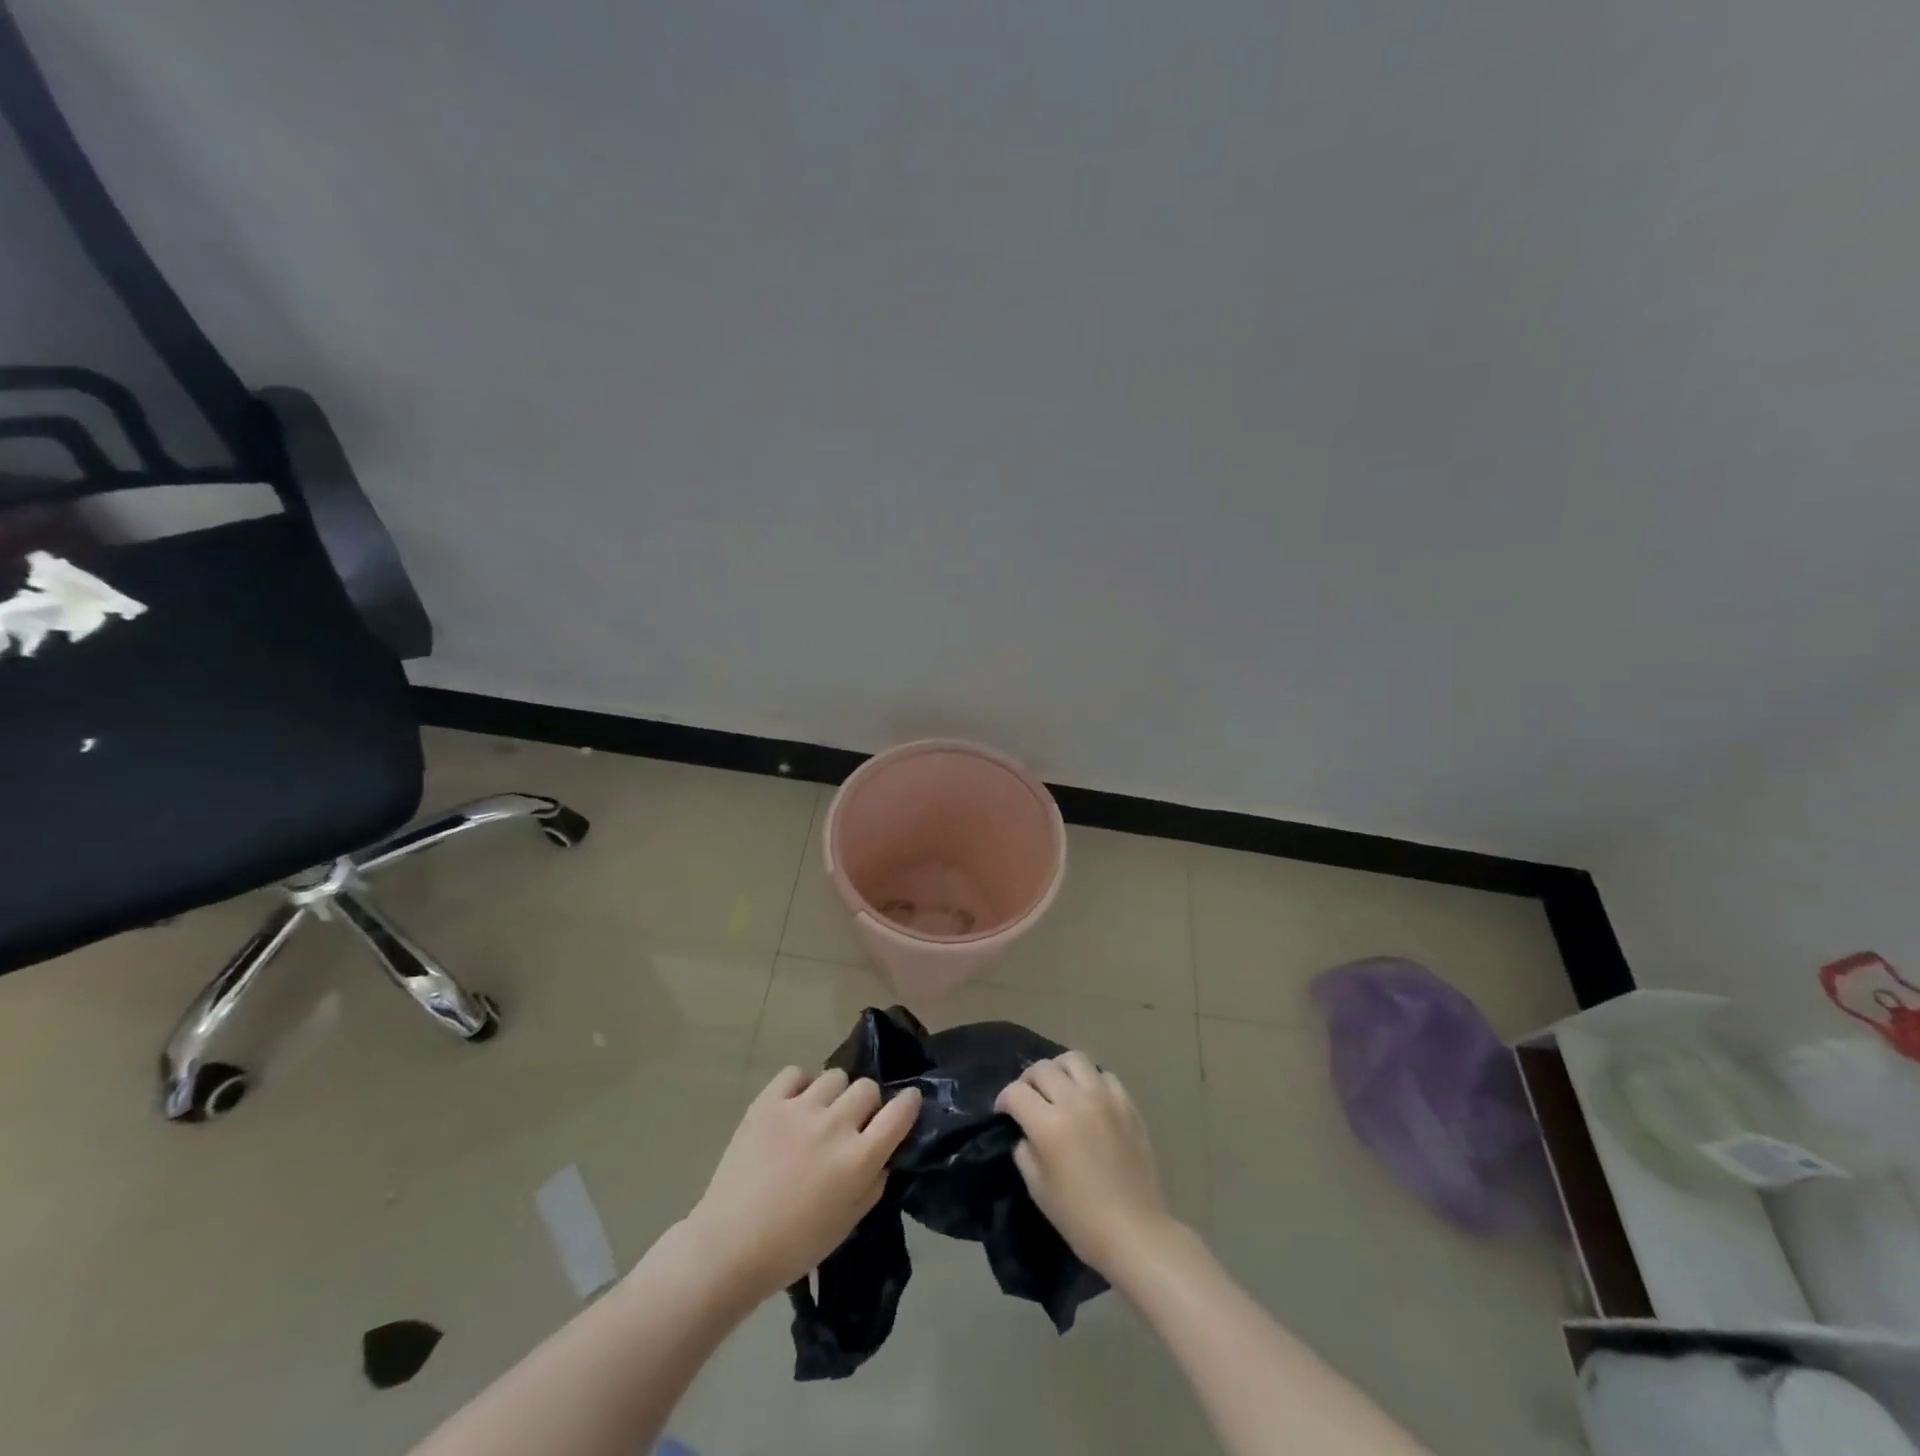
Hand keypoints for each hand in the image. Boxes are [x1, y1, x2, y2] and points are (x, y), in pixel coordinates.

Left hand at [683, 1067, 921, 1303]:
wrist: (729, 1247)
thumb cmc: (794, 1247)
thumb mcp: (848, 1224)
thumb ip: (874, 1183)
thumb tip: (883, 1153)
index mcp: (858, 1159)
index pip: (900, 1112)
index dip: (909, 1103)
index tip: (906, 1103)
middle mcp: (834, 1126)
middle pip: (867, 1088)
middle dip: (866, 1104)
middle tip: (852, 1124)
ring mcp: (799, 1109)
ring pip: (835, 1076)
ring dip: (835, 1095)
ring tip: (820, 1115)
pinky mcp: (768, 1102)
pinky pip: (796, 1073)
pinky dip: (800, 1086)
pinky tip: (794, 1107)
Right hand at [996, 1050, 1174, 1277]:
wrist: (1134, 1231)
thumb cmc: (1080, 1218)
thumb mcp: (1038, 1188)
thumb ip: (1025, 1149)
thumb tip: (1025, 1130)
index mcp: (1049, 1124)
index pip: (1016, 1092)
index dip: (1004, 1100)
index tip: (1004, 1112)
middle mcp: (1076, 1101)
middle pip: (1042, 1068)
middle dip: (1028, 1081)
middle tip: (1028, 1099)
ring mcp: (1105, 1098)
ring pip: (1074, 1059)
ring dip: (1059, 1070)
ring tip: (1058, 1089)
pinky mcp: (1127, 1104)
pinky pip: (1104, 1076)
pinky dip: (1091, 1081)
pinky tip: (1089, 1100)